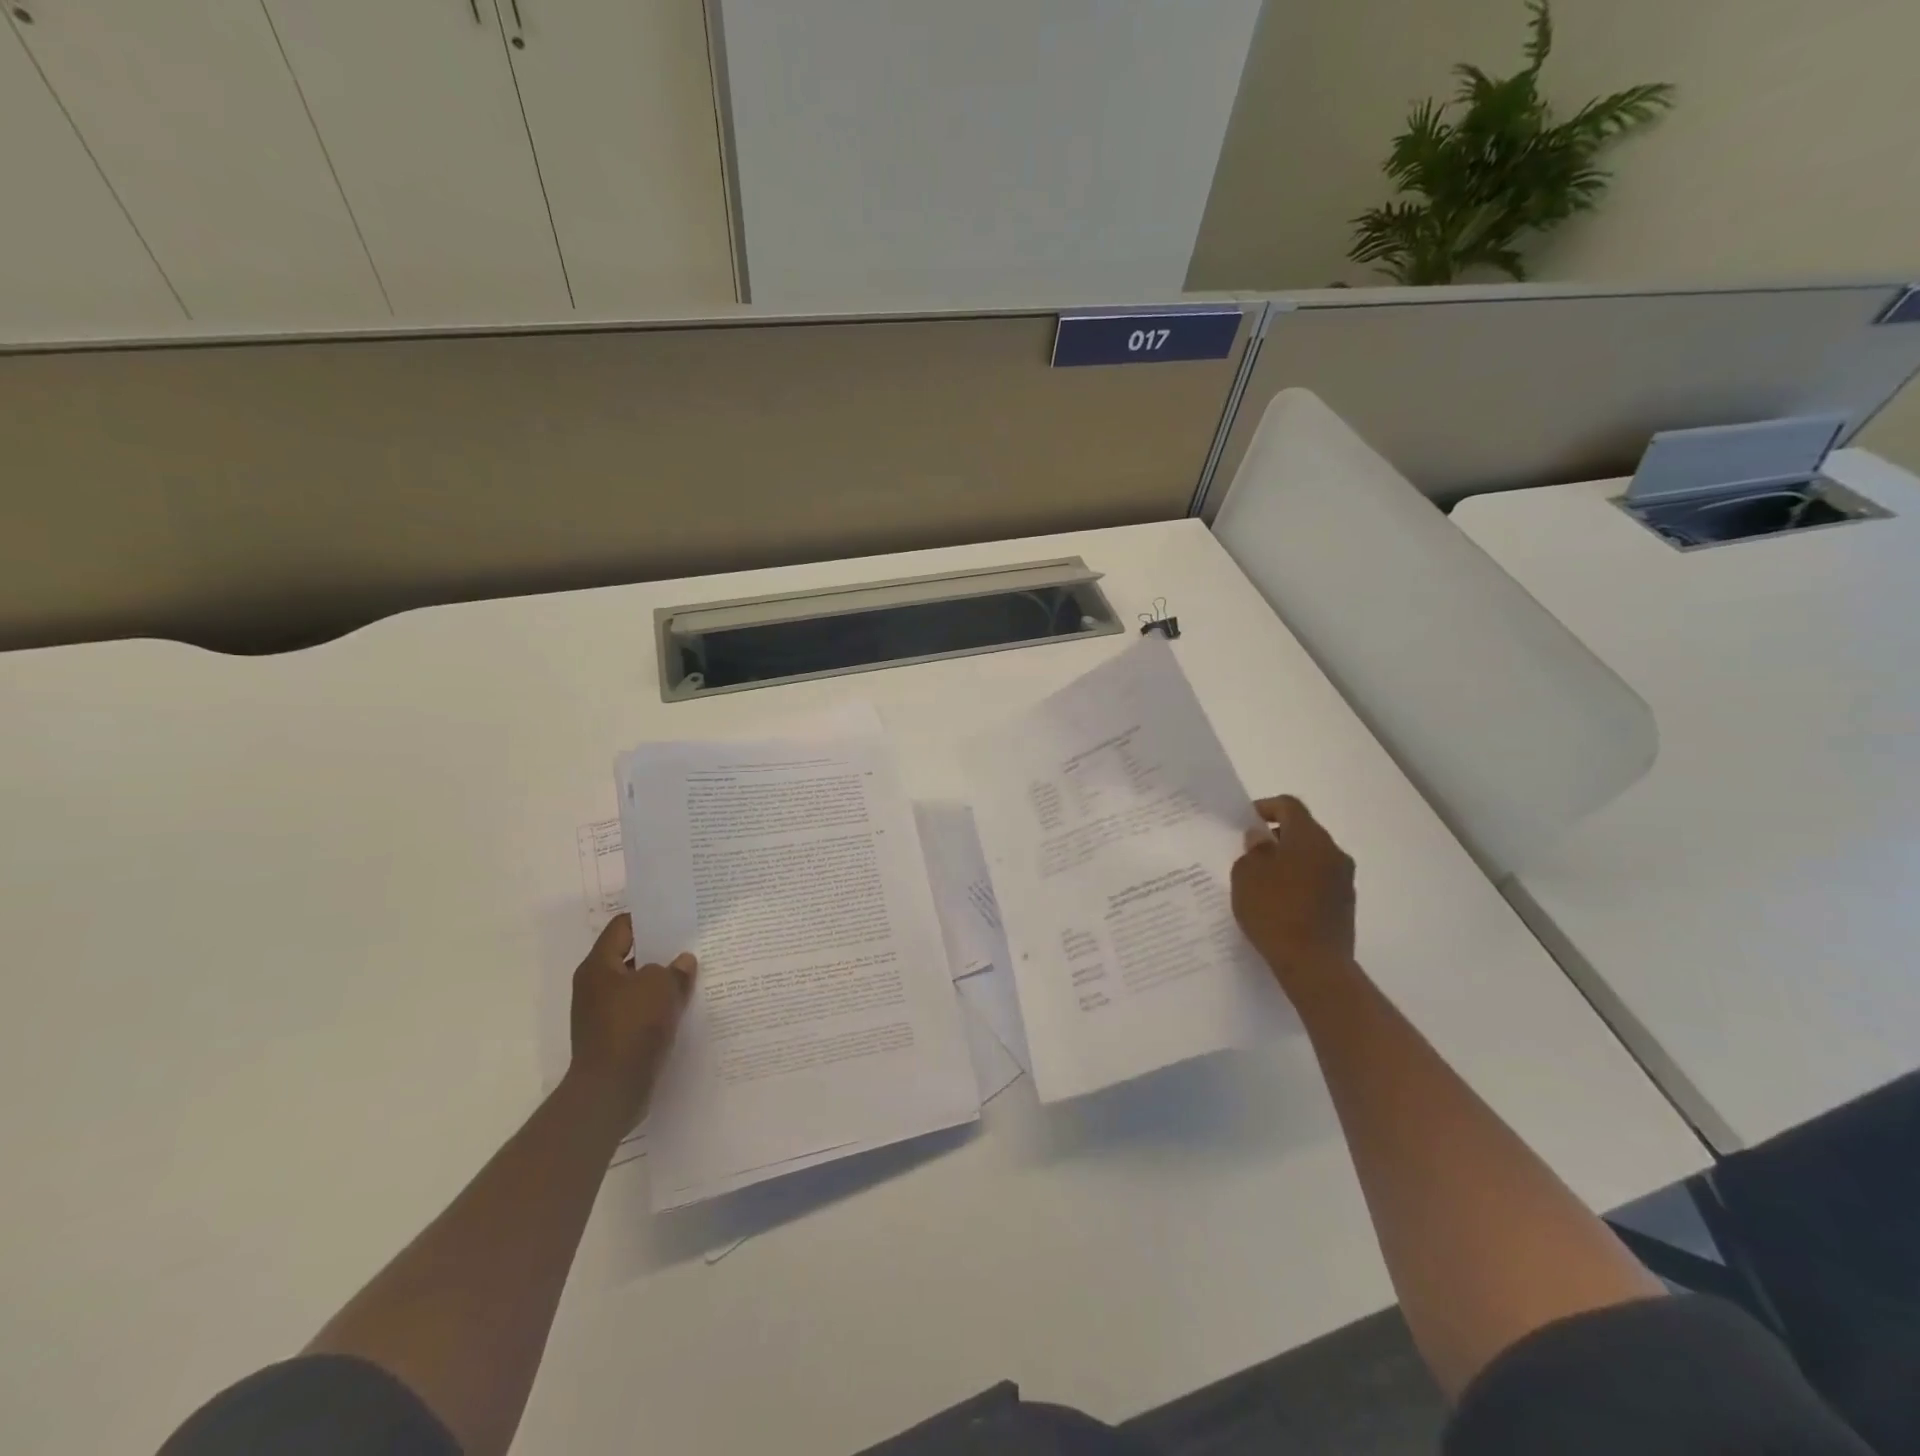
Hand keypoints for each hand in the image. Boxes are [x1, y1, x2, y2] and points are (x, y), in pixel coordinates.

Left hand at [567, 914, 696, 1124]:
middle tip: (691, 944)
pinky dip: (658, 1008)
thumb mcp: (662, 986)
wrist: (611, 1090)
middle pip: (631, 957)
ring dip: (661, 983)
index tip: (676, 916)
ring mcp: (602, 1014)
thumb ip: (674, 969)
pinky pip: (640, 1012)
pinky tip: (684, 1008)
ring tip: (694, 976)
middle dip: (660, 952)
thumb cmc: (632, 1026)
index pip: (622, 927)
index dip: (649, 918)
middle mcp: (595, 987)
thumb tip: (682, 962)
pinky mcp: (613, 1038)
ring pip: (637, 987)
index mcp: (599, 966)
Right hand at [1230, 796, 1357, 998]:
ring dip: (1290, 860)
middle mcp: (1333, 852)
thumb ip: (1253, 850)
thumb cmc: (1274, 911)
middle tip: (1251, 852)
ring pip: (1313, 857)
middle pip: (1304, 830)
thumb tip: (1262, 838)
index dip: (1265, 807)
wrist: (1314, 964)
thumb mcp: (1247, 875)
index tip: (1246, 822)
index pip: (1289, 806)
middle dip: (1277, 836)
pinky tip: (1280, 902)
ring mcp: (1343, 879)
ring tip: (1263, 880)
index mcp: (1310, 838)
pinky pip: (1319, 880)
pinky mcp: (1345, 904)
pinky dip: (1300, 881)